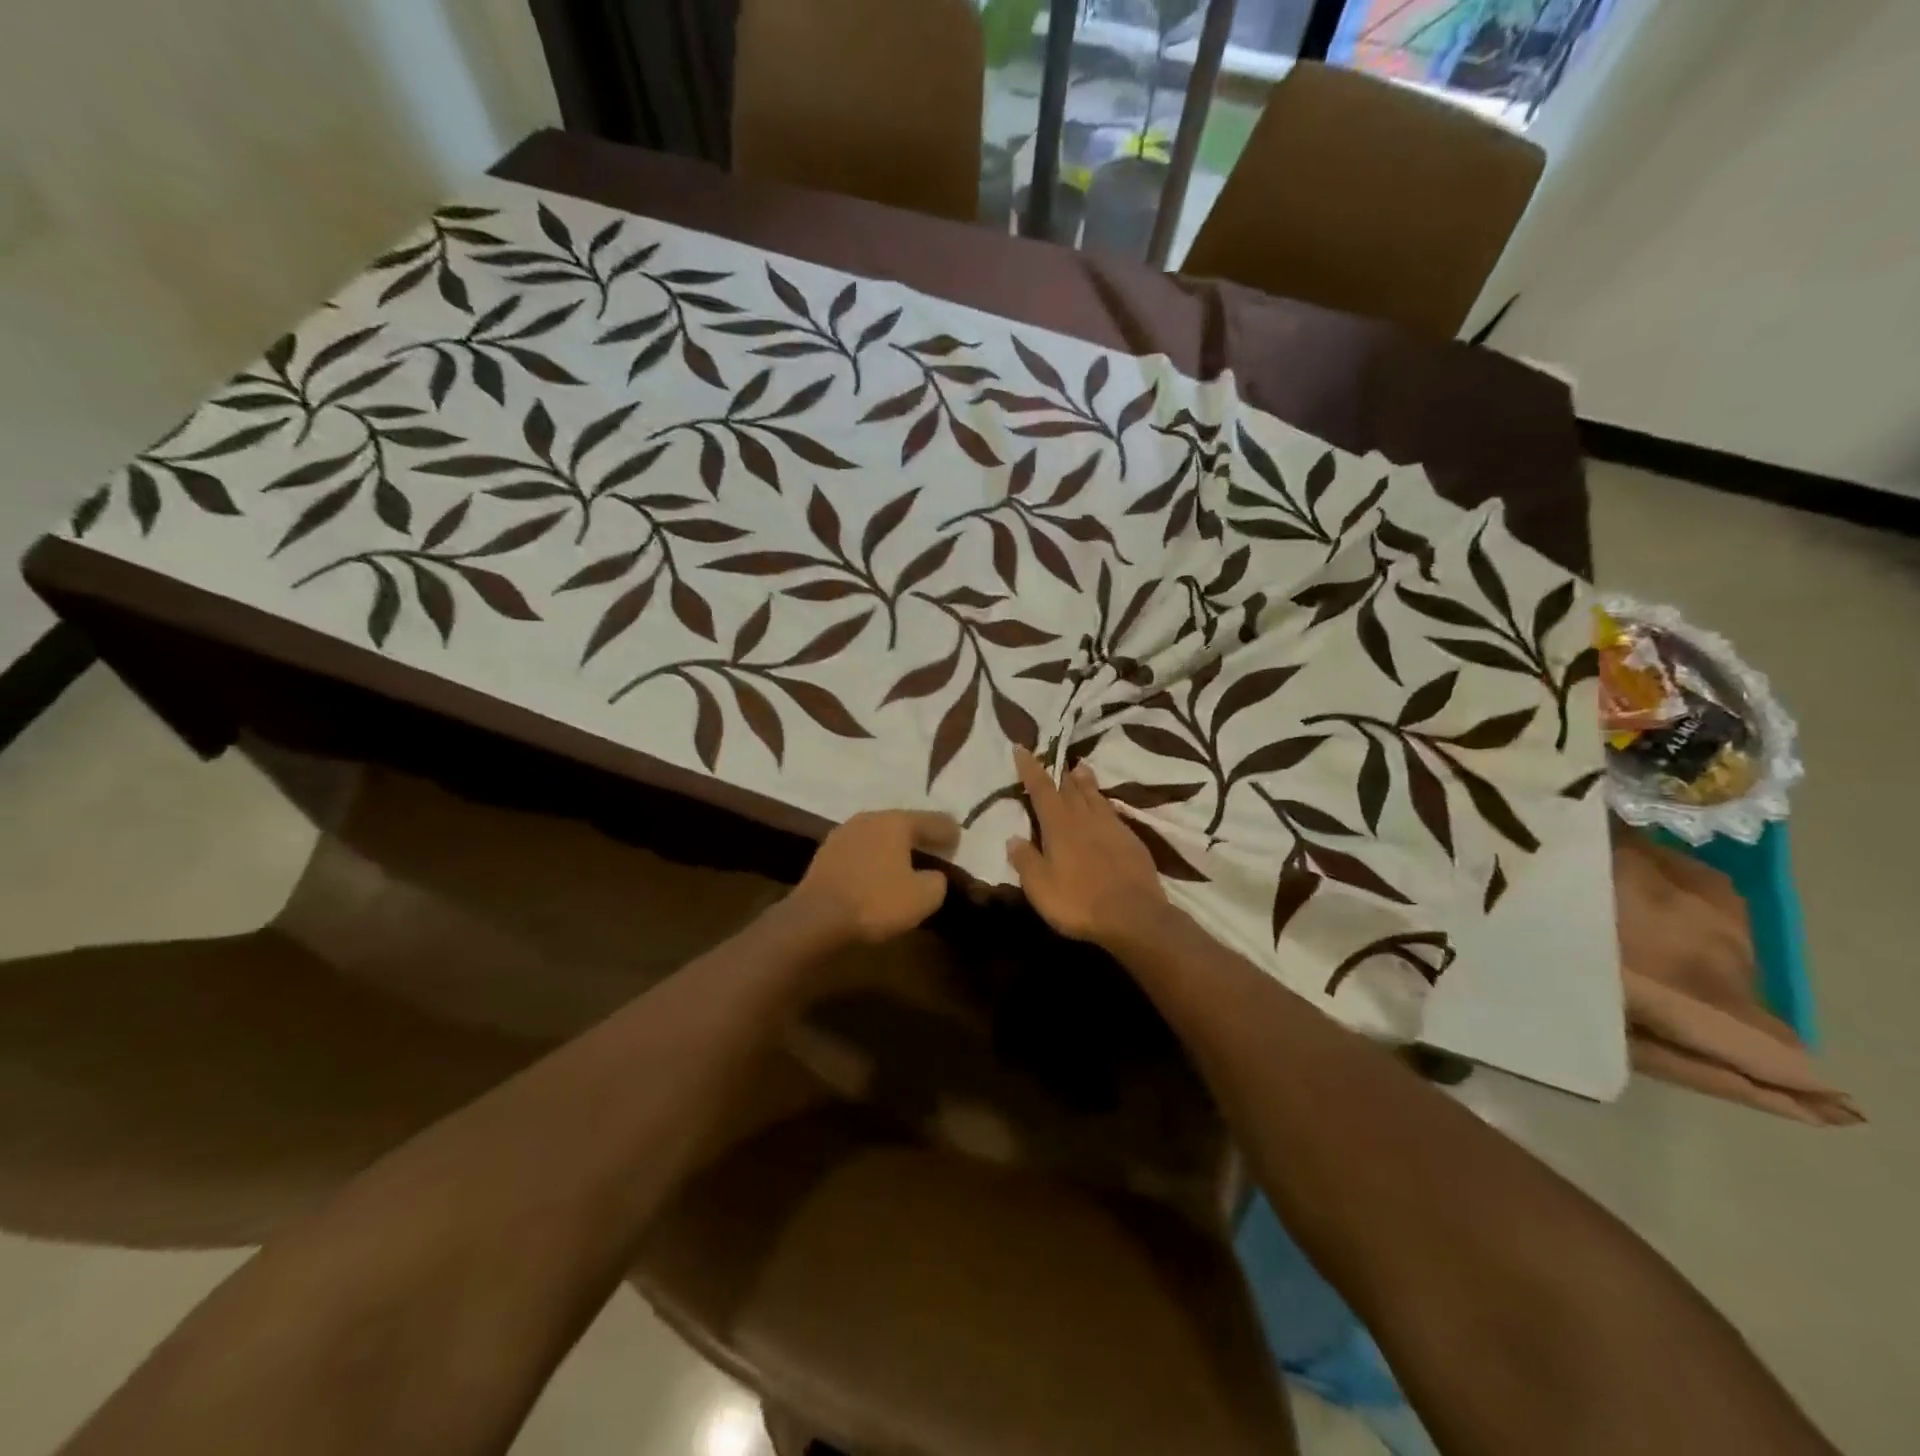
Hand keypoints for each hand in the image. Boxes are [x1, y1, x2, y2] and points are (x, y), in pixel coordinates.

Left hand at [795, 809, 960, 943]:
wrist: (816, 919)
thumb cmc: (876, 902)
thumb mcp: (923, 897)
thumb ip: (936, 882)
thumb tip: (933, 876)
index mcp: (895, 822)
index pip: (931, 821)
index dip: (948, 831)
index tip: (959, 838)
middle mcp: (868, 819)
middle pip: (901, 824)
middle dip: (919, 835)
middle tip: (935, 847)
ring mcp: (842, 834)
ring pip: (877, 836)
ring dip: (893, 847)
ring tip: (906, 861)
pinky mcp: (825, 855)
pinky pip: (860, 852)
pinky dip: (873, 859)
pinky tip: (877, 872)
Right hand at [1007, 748, 1166, 946]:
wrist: (1134, 916)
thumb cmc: (1078, 901)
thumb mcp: (1040, 887)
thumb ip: (1025, 860)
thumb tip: (1013, 837)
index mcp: (1059, 826)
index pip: (1041, 789)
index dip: (1031, 768)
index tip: (1022, 748)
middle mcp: (1085, 818)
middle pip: (1070, 787)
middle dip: (1059, 771)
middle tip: (1054, 757)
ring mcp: (1111, 827)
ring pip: (1094, 795)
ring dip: (1085, 780)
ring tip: (1080, 768)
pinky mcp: (1131, 840)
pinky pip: (1112, 812)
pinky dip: (1103, 802)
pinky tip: (1105, 805)